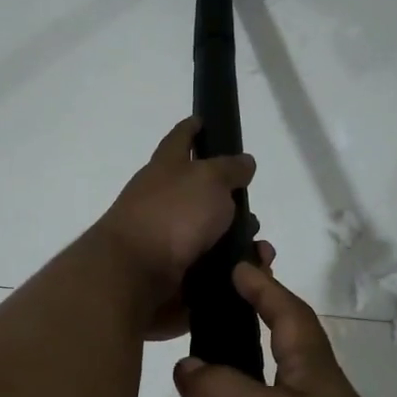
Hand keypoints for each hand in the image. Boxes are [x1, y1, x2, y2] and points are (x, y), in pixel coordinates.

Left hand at [93, 117, 259, 338]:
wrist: (135, 275)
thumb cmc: (172, 215)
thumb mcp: (208, 180)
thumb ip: (229, 169)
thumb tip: (243, 162)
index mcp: (166, 169)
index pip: (179, 139)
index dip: (191, 129)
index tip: (202, 120)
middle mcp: (163, 202)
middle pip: (201, 194)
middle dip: (231, 202)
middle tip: (253, 210)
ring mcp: (167, 240)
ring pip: (212, 236)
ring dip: (239, 243)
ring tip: (261, 253)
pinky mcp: (175, 275)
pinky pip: (212, 271)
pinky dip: (233, 273)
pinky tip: (250, 276)